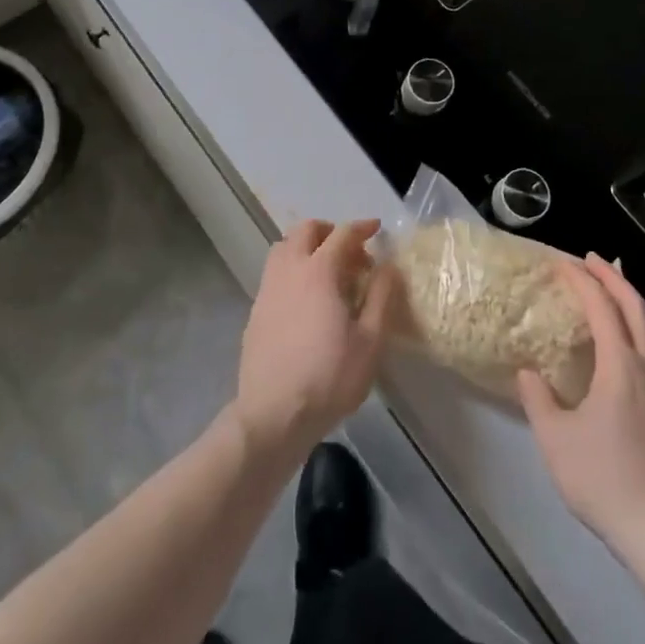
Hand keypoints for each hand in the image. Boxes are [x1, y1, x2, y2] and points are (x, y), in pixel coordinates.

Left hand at [233, 219, 396, 463]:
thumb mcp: (370, 342)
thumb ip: (382, 297)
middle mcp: (290, 270)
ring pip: (284, 248)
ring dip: (306, 247)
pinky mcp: (255, 311)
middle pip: (306, 230)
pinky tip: (305, 301)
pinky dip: (292, 271)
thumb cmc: (328, 378)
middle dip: (330, 231)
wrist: (272, 416)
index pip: (342, 234)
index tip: (376, 228)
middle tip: (350, 251)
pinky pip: (275, 274)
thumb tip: (388, 266)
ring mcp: (268, 289)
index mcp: (319, 271)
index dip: (362, 227)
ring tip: (326, 271)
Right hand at [518, 255, 644, 559]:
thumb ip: (538, 399)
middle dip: (613, 277)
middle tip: (591, 260)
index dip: (582, 280)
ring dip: (636, 299)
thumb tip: (528, 372)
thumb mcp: (555, 439)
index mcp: (620, 365)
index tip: (562, 263)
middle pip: (636, 306)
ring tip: (618, 290)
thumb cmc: (604, 479)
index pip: (602, 307)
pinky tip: (635, 343)